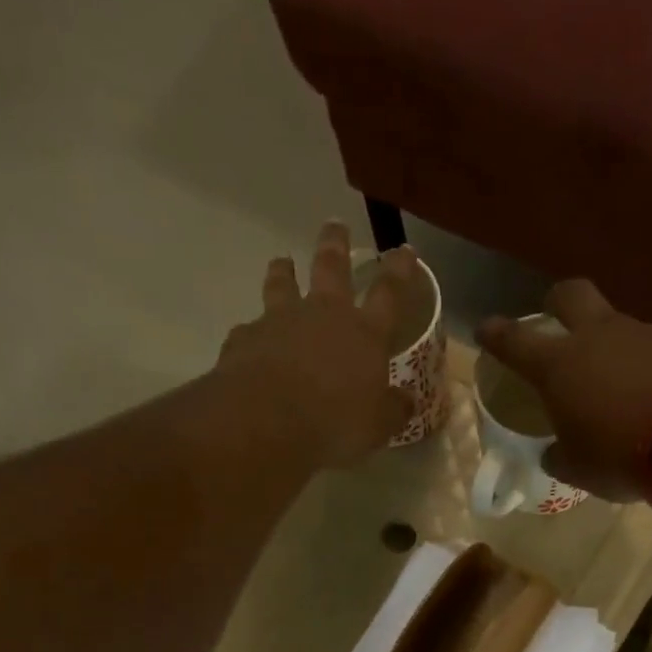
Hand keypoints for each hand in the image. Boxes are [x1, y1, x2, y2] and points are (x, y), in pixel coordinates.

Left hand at [216, 221, 414, 468]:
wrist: (267, 421)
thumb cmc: (335, 423)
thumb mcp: (377, 426)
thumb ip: (392, 410)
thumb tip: (406, 401)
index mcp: (364, 334)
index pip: (388, 293)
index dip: (398, 271)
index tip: (403, 250)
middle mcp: (323, 316)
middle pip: (331, 268)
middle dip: (336, 245)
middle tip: (335, 225)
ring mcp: (280, 322)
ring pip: (282, 284)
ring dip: (283, 271)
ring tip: (282, 261)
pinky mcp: (245, 338)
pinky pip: (250, 329)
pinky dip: (253, 331)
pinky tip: (249, 337)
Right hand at [476, 281, 651, 500]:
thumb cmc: (618, 455)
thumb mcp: (577, 468)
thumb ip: (560, 455)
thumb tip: (555, 452)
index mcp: (558, 366)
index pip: (515, 341)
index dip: (496, 335)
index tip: (485, 329)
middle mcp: (598, 337)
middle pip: (571, 295)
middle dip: (557, 304)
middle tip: (555, 322)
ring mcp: (643, 334)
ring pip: (616, 324)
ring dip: (609, 345)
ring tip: (614, 384)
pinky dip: (644, 366)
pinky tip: (651, 395)